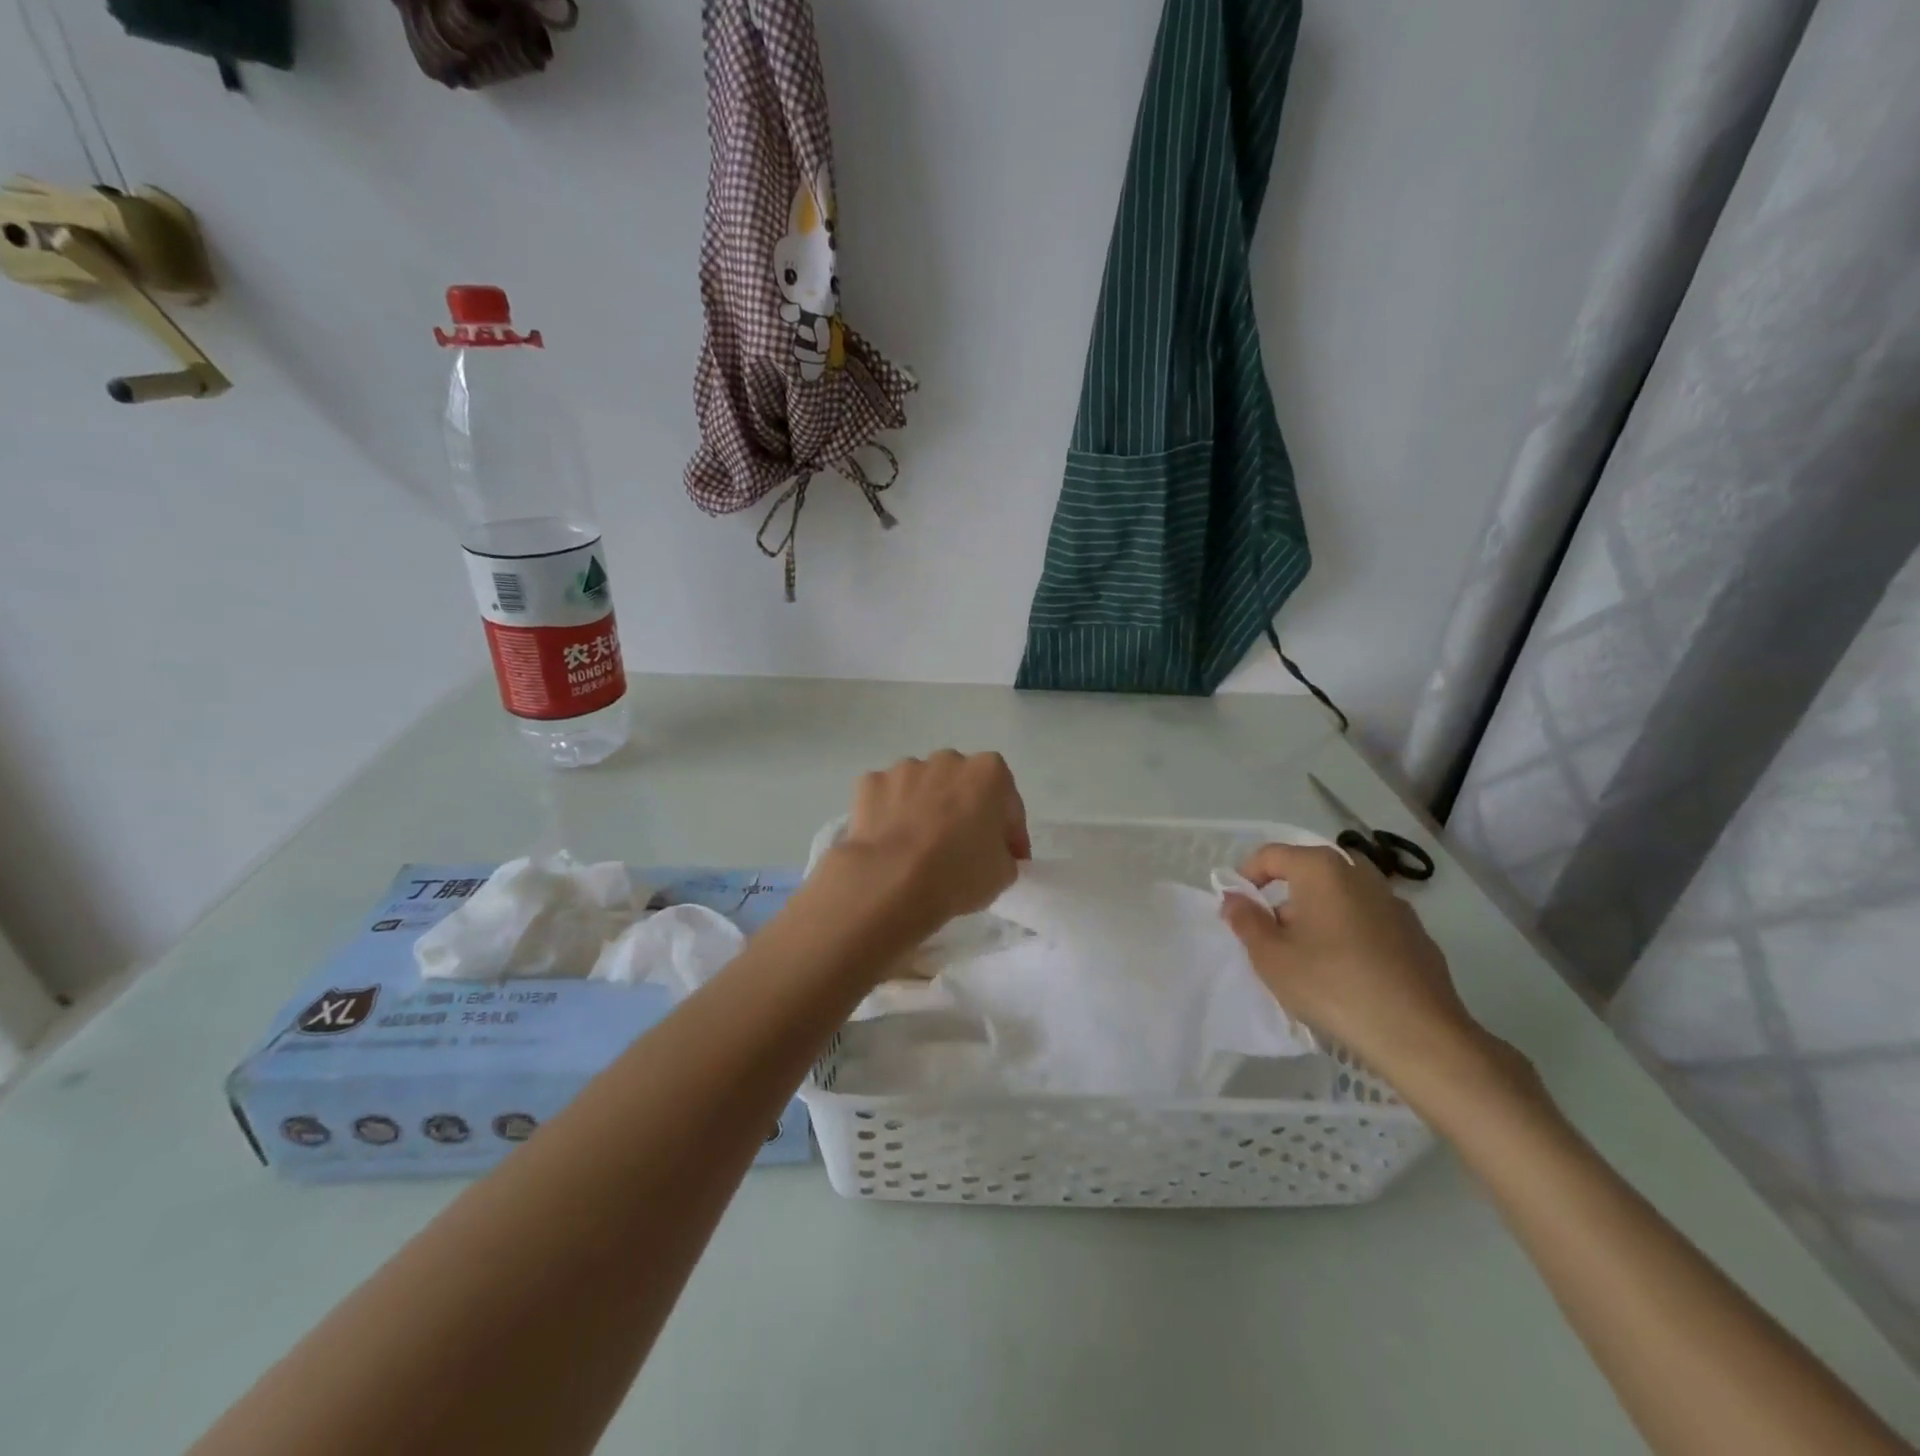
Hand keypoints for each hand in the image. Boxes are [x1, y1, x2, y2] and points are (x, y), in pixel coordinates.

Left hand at [818, 751, 1030, 943]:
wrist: (892, 881)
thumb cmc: (959, 873)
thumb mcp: (1004, 873)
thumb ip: (1004, 853)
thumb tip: (993, 853)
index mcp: (988, 772)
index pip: (1008, 803)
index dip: (1010, 834)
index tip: (1007, 859)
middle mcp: (947, 760)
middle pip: (961, 786)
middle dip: (964, 811)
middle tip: (962, 849)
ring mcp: (904, 768)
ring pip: (921, 788)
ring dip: (925, 809)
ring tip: (919, 848)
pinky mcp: (870, 784)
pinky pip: (887, 798)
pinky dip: (889, 814)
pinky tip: (890, 843)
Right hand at [1220, 844, 1517, 1106]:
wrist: (1419, 1036)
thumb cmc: (1332, 985)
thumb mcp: (1271, 956)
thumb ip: (1246, 920)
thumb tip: (1235, 898)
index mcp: (1322, 869)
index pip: (1271, 855)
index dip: (1246, 878)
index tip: (1238, 911)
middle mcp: (1361, 874)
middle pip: (1308, 874)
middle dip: (1284, 899)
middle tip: (1271, 938)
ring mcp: (1394, 903)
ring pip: (1340, 898)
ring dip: (1317, 917)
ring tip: (1308, 960)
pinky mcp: (1416, 935)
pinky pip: (1367, 922)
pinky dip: (1348, 935)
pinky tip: (1347, 975)